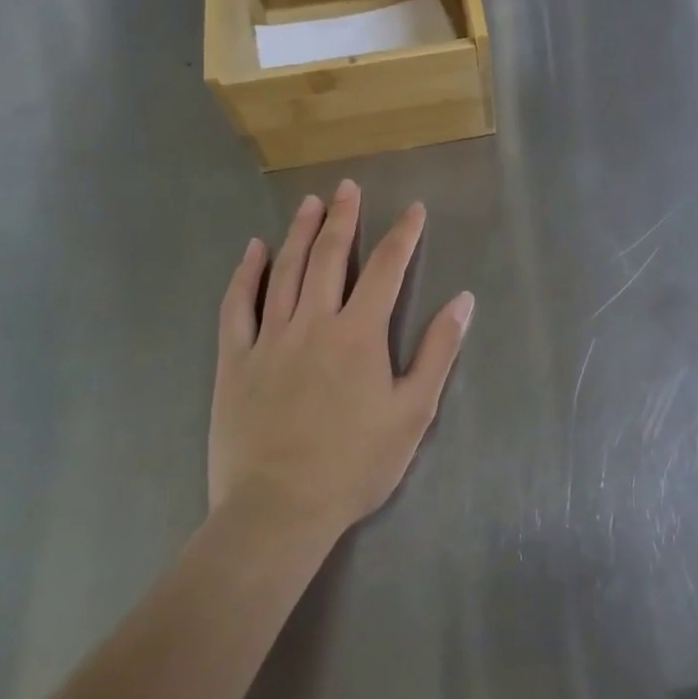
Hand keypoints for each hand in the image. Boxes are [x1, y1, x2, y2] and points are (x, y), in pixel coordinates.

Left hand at [210, 180, 472, 540]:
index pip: (386, 268)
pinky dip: (245, 274)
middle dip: (344, 217)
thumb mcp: (413, 411)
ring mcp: (270, 338)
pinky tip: (253, 250)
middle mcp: (315, 322)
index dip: (403, 234)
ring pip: (286, 271)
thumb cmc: (354, 463)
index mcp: (360, 333)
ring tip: (311, 202)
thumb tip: (462, 300)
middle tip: (349, 187)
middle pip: (330, 256)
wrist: (278, 511)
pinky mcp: (235, 361)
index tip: (414, 209)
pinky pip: (237, 307)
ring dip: (301, 232)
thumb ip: (438, 351)